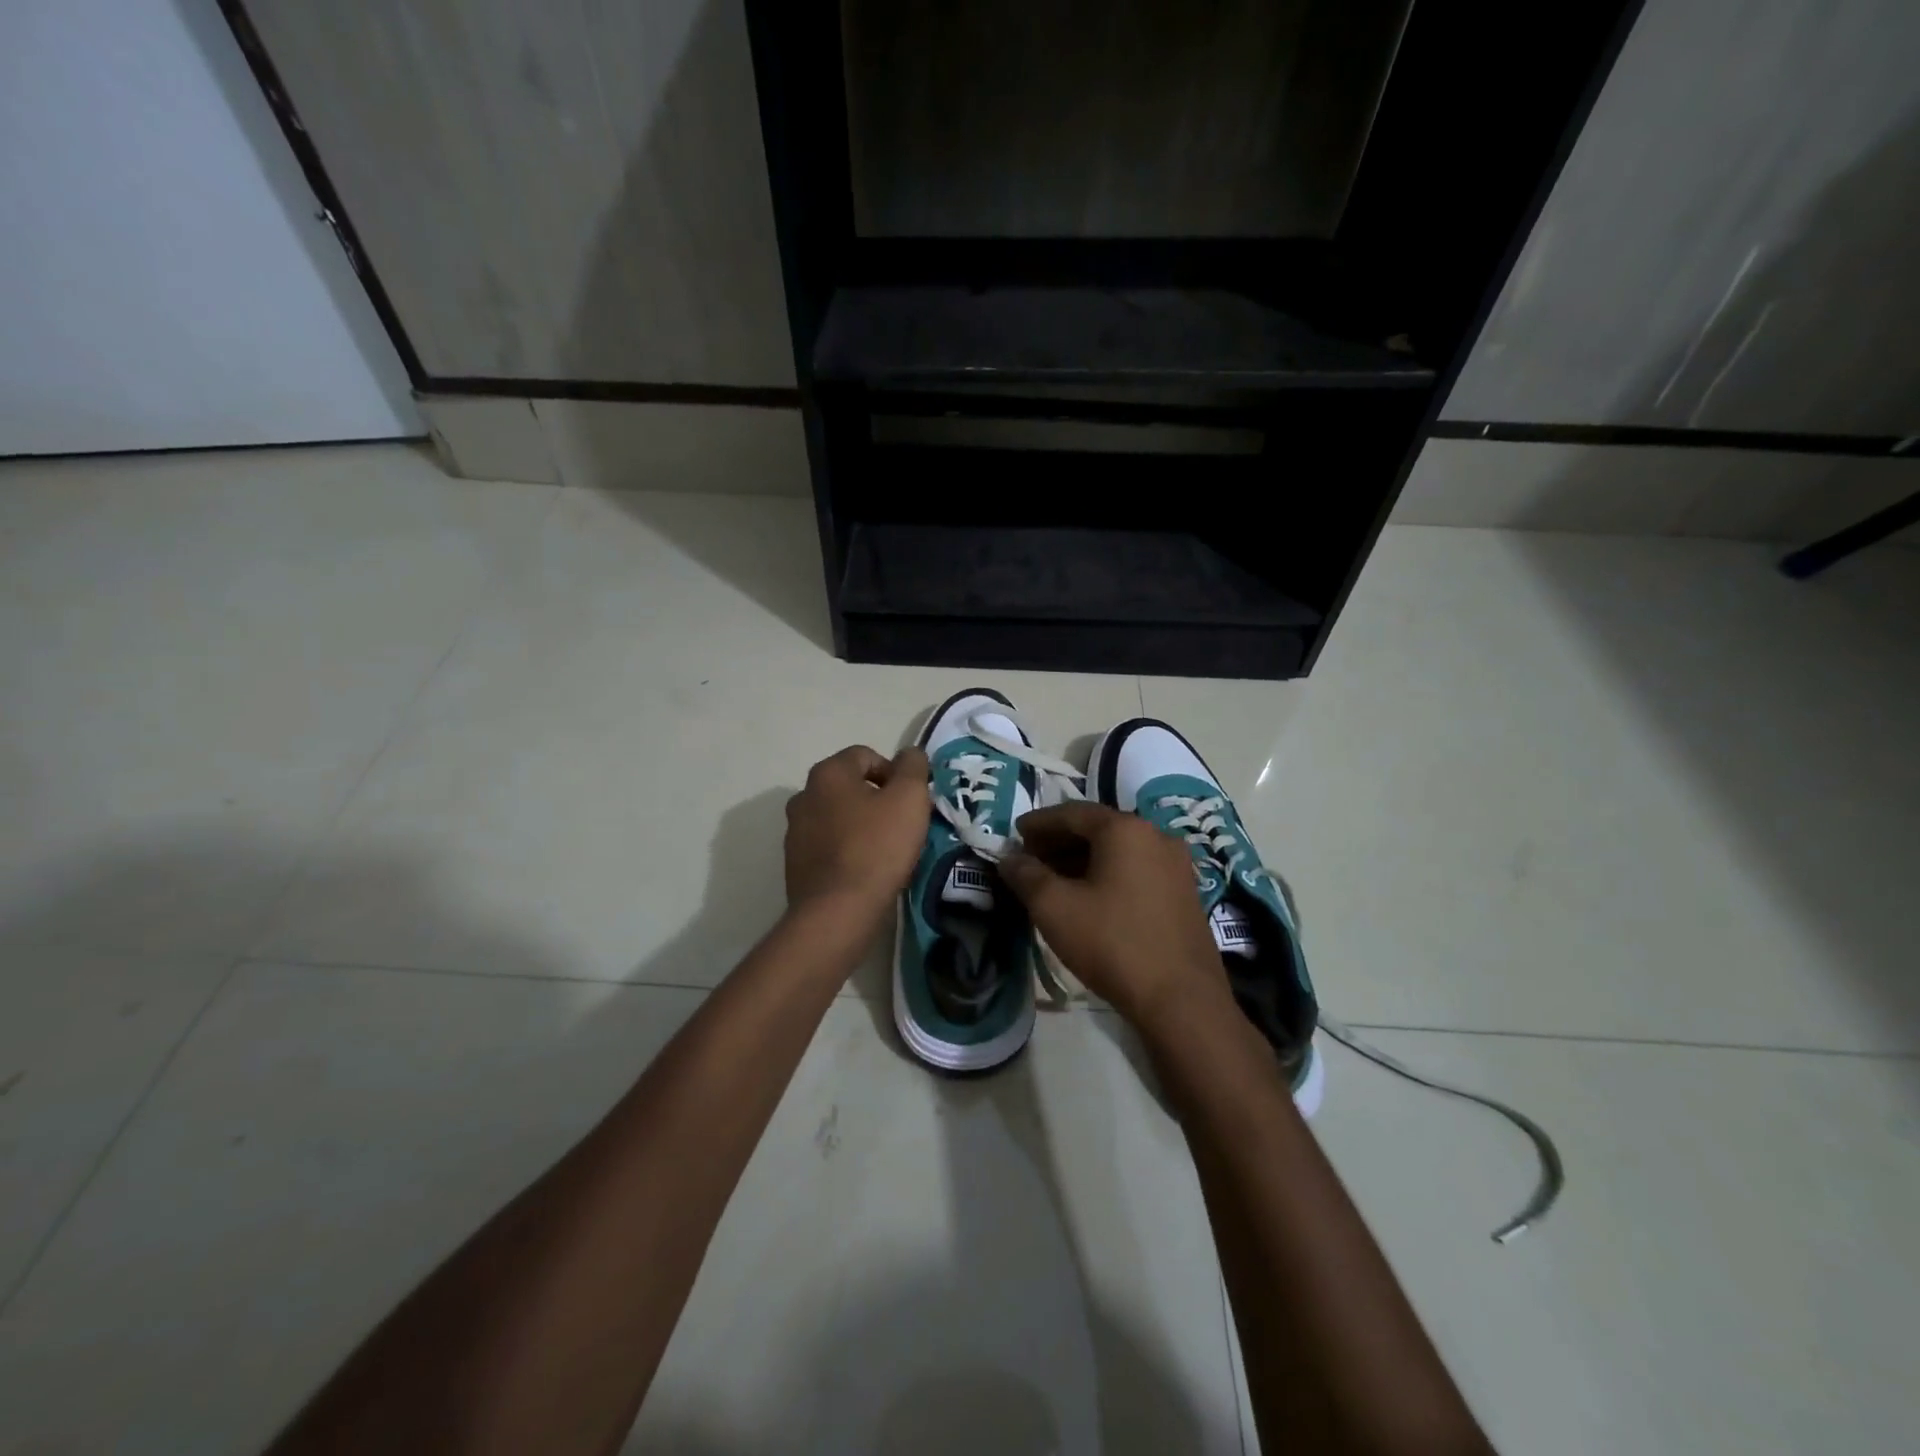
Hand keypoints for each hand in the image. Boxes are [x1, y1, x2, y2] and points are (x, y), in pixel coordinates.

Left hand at [784, 745, 929, 923]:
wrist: (838, 911)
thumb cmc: (877, 847)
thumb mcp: (909, 798)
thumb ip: (913, 767)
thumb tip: (909, 754)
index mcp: (828, 773)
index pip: (865, 756)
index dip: (894, 773)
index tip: (911, 801)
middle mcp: (803, 795)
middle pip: (849, 786)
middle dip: (877, 799)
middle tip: (902, 824)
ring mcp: (795, 831)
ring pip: (838, 817)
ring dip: (861, 825)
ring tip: (886, 850)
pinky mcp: (795, 863)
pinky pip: (829, 846)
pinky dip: (847, 850)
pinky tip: (865, 870)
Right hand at [999, 802, 1231, 1029]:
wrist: (1180, 1000)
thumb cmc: (1112, 943)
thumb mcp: (1055, 908)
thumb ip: (1026, 875)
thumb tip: (1009, 858)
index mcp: (1125, 829)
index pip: (1071, 813)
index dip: (1038, 823)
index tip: (1015, 835)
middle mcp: (1155, 835)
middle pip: (1097, 828)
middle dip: (1059, 841)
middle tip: (1029, 858)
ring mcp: (1176, 865)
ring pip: (1118, 850)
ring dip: (1082, 859)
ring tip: (1053, 880)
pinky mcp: (1184, 892)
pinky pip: (1136, 868)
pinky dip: (1107, 873)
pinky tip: (1088, 896)